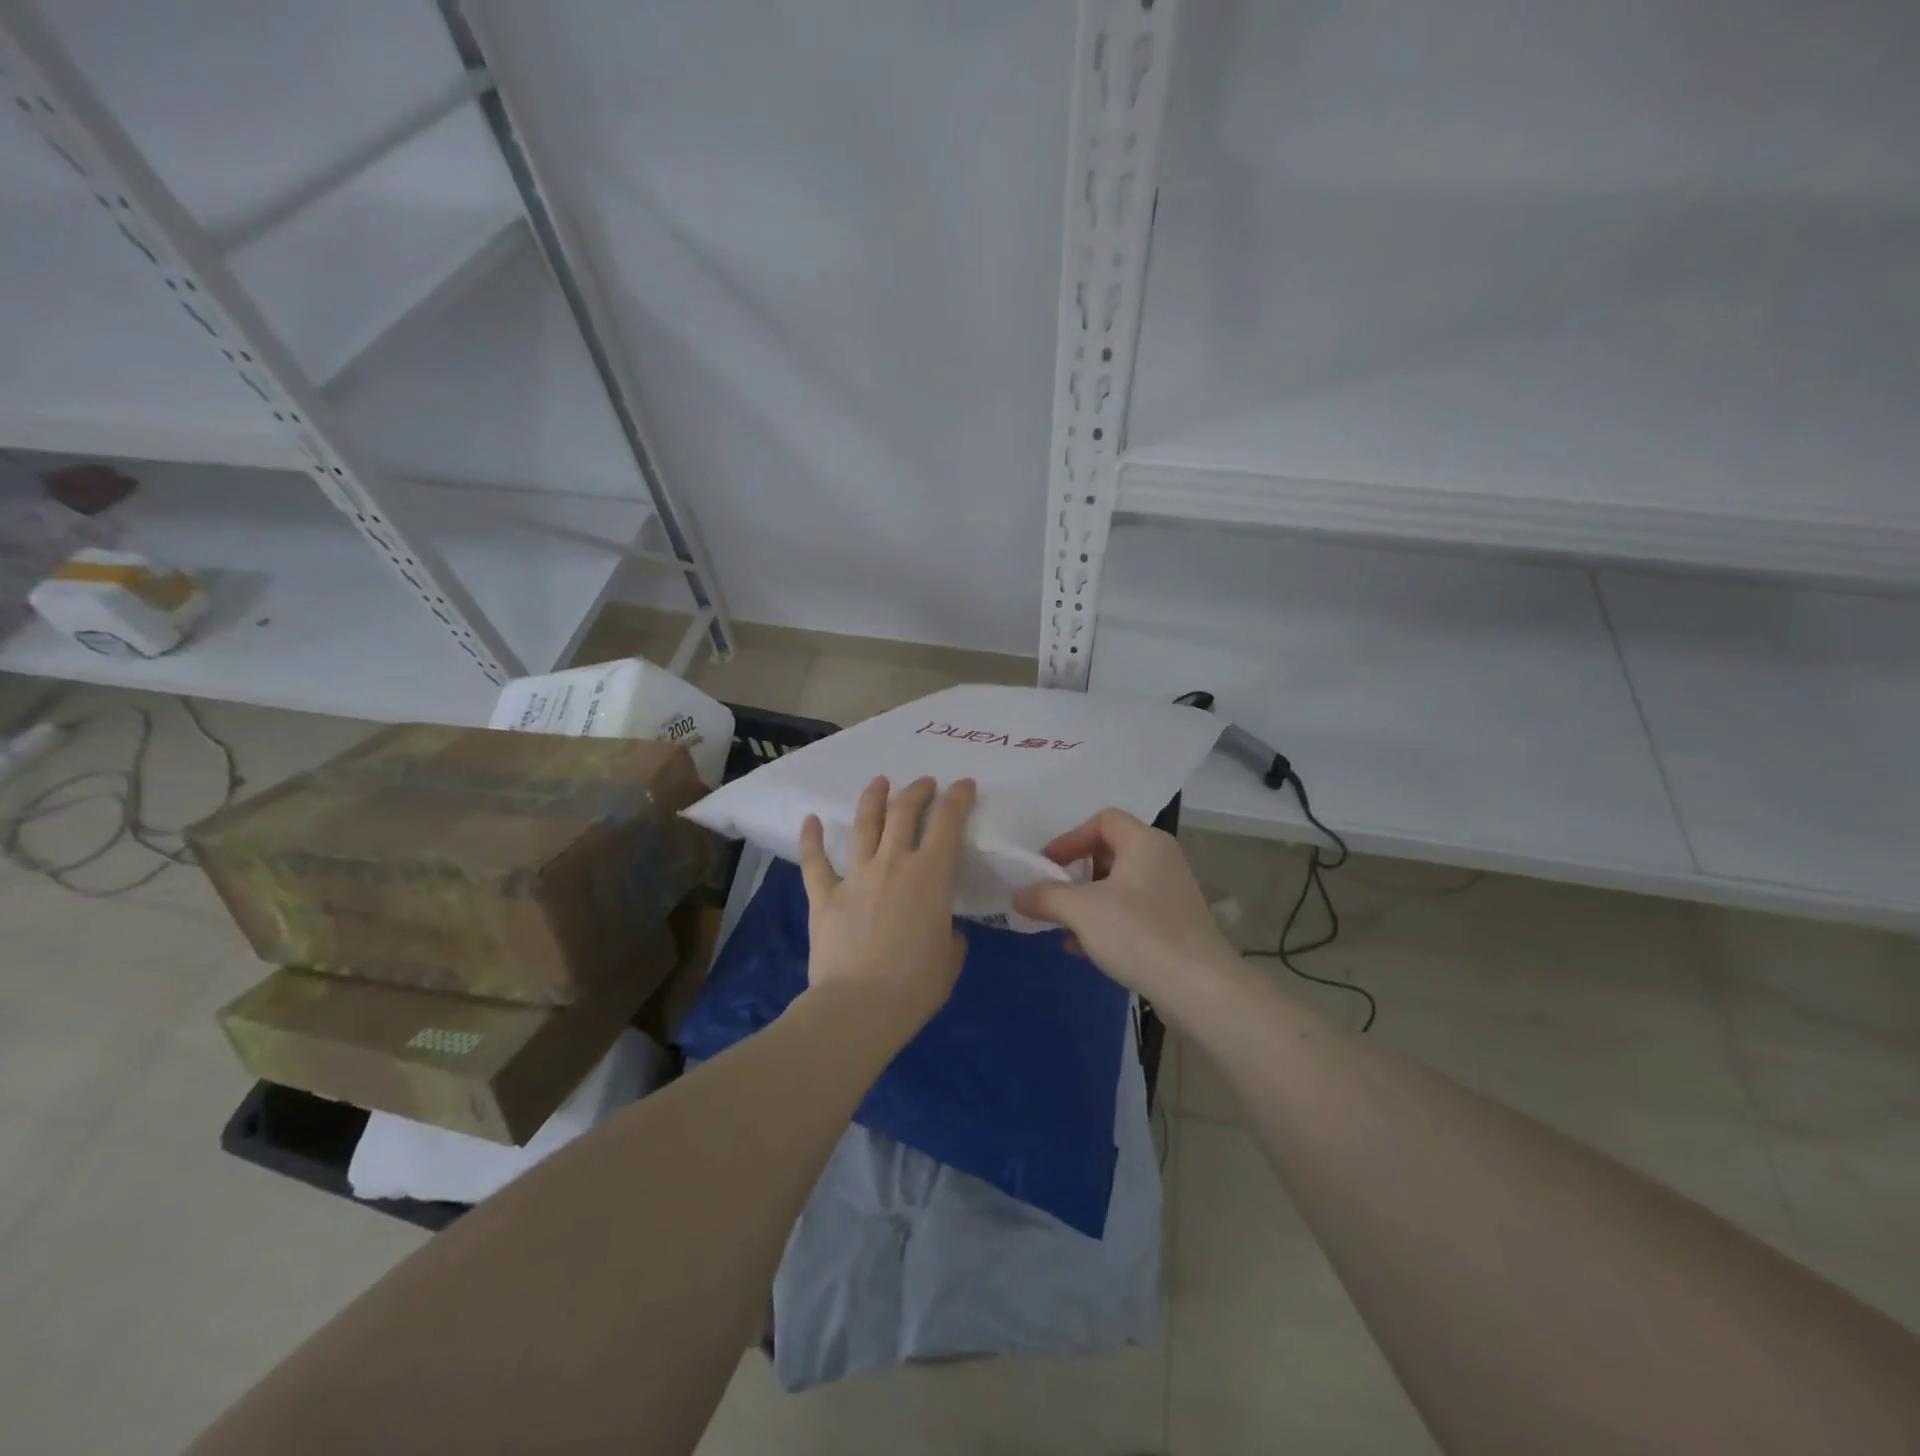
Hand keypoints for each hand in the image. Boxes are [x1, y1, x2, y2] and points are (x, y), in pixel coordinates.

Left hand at [797, 775, 975, 1038]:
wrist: (859, 1007)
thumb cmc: (915, 986)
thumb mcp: (950, 959)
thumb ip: (950, 935)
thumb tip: (944, 929)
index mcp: (931, 876)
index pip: (948, 823)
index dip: (958, 798)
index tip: (963, 785)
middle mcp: (894, 864)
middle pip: (904, 812)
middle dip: (917, 791)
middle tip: (924, 784)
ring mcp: (856, 876)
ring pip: (864, 825)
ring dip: (873, 799)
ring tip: (879, 783)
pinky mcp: (825, 895)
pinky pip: (815, 861)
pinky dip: (811, 838)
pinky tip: (810, 819)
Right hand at [1012, 808, 1238, 1011]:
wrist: (1200, 989)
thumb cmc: (1139, 934)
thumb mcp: (1081, 911)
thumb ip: (1045, 896)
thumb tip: (1018, 894)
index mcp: (1145, 842)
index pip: (1103, 820)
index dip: (1070, 838)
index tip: (1047, 866)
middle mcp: (1162, 860)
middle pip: (1109, 852)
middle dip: (1076, 873)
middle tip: (1053, 894)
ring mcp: (1171, 893)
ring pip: (1118, 886)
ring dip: (1086, 901)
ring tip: (1062, 925)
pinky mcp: (1174, 925)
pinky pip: (1131, 911)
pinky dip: (1105, 922)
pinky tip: (1083, 949)